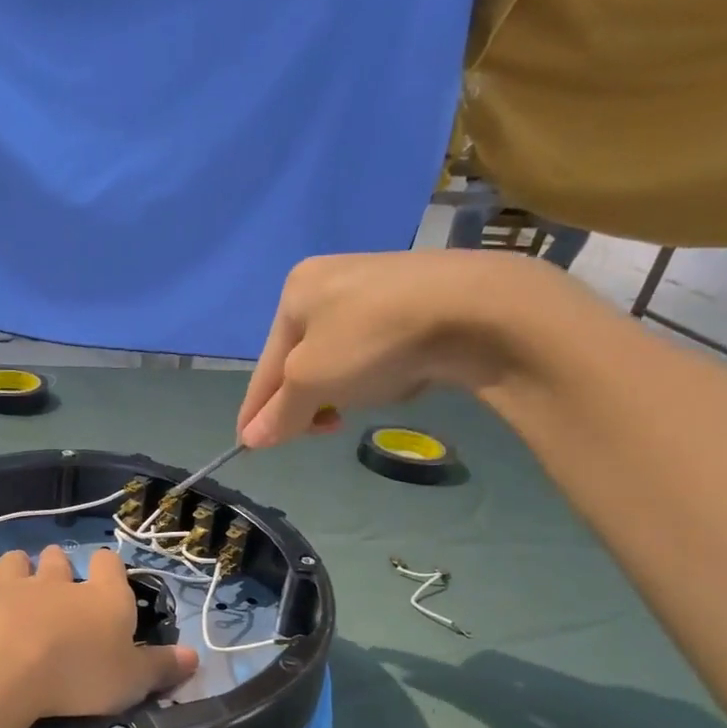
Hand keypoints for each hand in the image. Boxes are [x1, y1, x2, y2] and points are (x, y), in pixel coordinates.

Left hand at [0, 547, 197, 724]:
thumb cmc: (74, 677)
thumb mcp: (128, 682)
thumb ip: (160, 668)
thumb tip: (196, 657)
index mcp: (99, 597)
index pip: (110, 565)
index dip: (109, 569)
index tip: (105, 578)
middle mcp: (52, 581)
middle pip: (57, 560)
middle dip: (56, 569)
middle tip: (53, 591)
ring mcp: (2, 583)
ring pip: (11, 563)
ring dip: (13, 573)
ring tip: (9, 597)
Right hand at [237, 250, 557, 448]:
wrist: (478, 308)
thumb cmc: (371, 340)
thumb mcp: (310, 383)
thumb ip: (278, 413)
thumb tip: (249, 440)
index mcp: (295, 292)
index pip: (264, 366)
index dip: (256, 411)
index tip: (249, 448)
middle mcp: (330, 280)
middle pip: (300, 361)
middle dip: (307, 400)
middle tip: (324, 428)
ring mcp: (377, 285)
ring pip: (338, 356)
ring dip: (341, 388)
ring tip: (363, 400)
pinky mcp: (416, 297)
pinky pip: (374, 347)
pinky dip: (374, 371)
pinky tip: (396, 378)